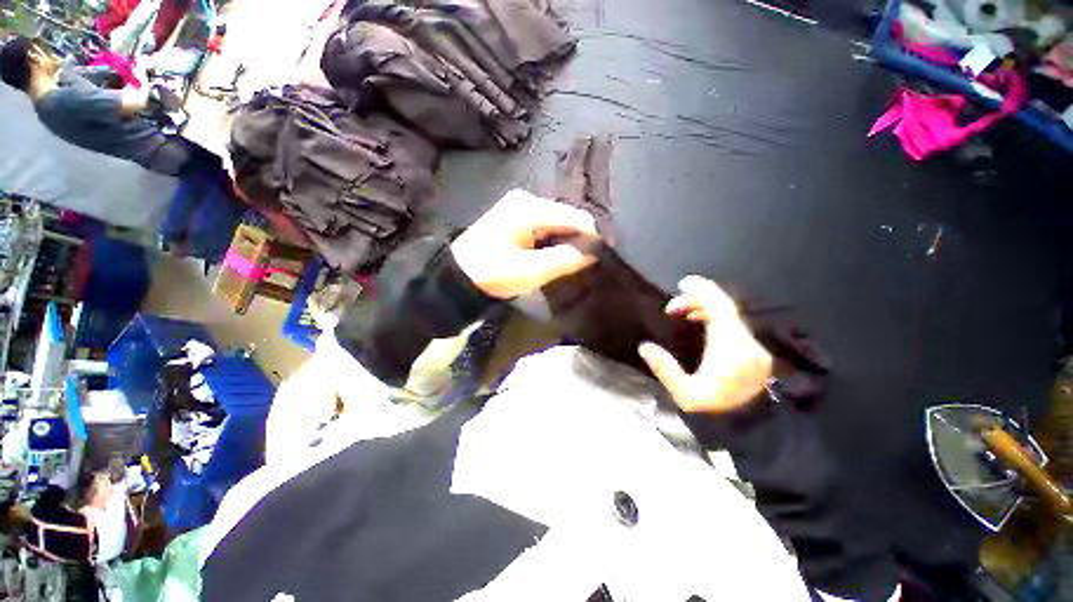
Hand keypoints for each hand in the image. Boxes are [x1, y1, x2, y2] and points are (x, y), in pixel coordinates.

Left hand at [451, 189, 598, 298]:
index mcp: (530, 208)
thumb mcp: (531, 271)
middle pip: (567, 218)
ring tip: (570, 263)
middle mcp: (527, 200)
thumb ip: (565, 259)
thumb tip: (593, 253)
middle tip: (583, 265)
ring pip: (557, 223)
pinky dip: (552, 242)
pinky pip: (545, 227)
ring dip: (565, 243)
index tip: (598, 259)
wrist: (456, 277)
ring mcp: (520, 207)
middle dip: (577, 241)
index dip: (591, 238)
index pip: (575, 217)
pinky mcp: (515, 218)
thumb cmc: (492, 273)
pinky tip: (553, 256)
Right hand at [638, 276, 771, 412]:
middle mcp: (747, 343)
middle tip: (672, 307)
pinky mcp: (755, 353)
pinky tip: (701, 325)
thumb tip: (644, 347)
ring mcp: (754, 347)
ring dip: (706, 309)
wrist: (754, 432)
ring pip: (731, 316)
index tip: (683, 283)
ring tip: (683, 314)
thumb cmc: (718, 413)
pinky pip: (734, 325)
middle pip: (725, 308)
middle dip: (698, 300)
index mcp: (730, 349)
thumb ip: (664, 369)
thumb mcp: (685, 395)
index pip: (720, 309)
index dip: (703, 291)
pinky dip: (716, 319)